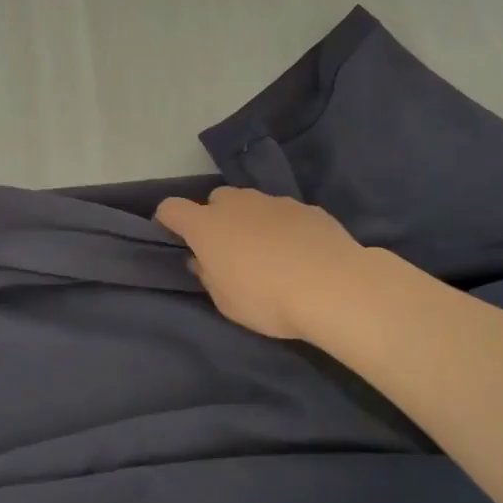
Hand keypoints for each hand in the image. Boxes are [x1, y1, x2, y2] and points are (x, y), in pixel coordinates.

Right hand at [154, 186, 367, 341]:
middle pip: (215, 200)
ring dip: (251, 221)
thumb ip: (209, 276)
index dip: (168, 220)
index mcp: (207, 226)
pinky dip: (284, 228)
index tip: (176, 238)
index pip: (171, 208)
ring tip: (269, 254)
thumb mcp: (226, 302)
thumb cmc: (267, 299)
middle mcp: (236, 204)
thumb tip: (203, 261)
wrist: (333, 286)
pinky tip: (300, 253)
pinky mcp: (306, 208)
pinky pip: (284, 213)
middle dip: (217, 219)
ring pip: (252, 204)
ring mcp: (274, 202)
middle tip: (229, 251)